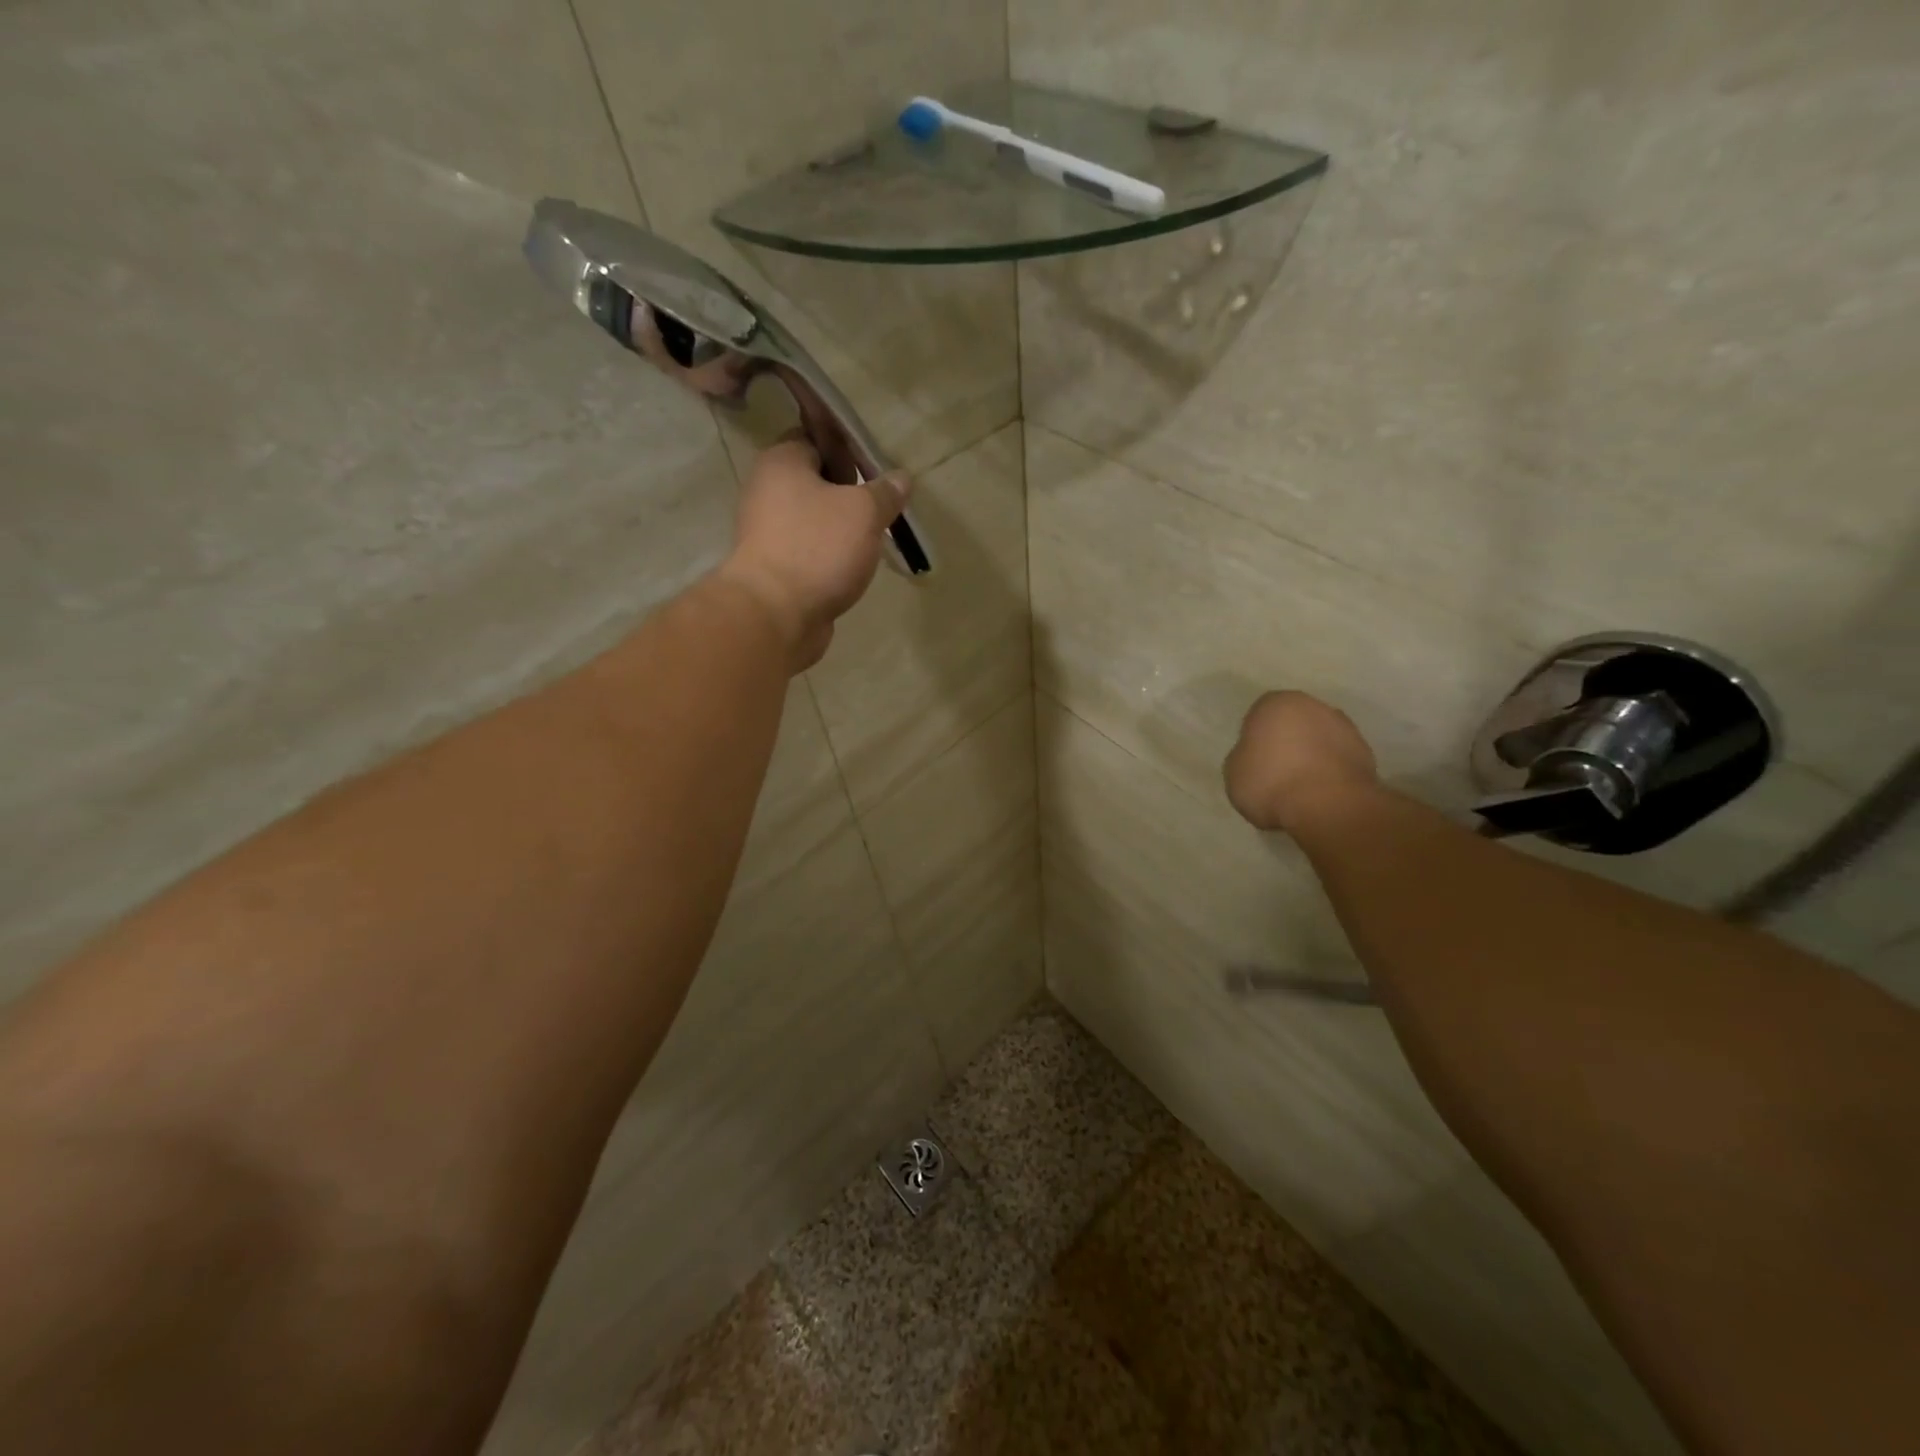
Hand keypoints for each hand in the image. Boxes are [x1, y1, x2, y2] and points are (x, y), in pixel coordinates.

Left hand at [715, 435, 912, 671]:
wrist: (776, 615)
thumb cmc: (818, 548)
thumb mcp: (864, 512)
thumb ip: (885, 492)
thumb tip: (901, 478)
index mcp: (781, 462)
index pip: (816, 439)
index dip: (848, 450)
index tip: (877, 470)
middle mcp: (767, 492)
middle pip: (816, 483)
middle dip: (850, 495)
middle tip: (881, 509)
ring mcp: (767, 533)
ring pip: (814, 521)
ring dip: (842, 530)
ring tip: (873, 541)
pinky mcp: (775, 569)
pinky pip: (809, 552)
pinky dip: (830, 558)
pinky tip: (853, 569)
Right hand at [1224, 691, 1378, 834]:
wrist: (1329, 805)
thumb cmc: (1270, 782)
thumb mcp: (1234, 773)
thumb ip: (1244, 758)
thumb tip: (1257, 759)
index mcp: (1275, 703)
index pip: (1258, 717)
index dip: (1254, 741)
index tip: (1253, 764)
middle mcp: (1313, 706)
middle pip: (1293, 724)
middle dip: (1287, 743)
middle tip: (1276, 774)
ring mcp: (1345, 728)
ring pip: (1319, 740)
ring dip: (1312, 757)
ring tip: (1301, 789)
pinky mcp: (1367, 754)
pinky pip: (1338, 761)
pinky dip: (1331, 773)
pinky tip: (1321, 795)